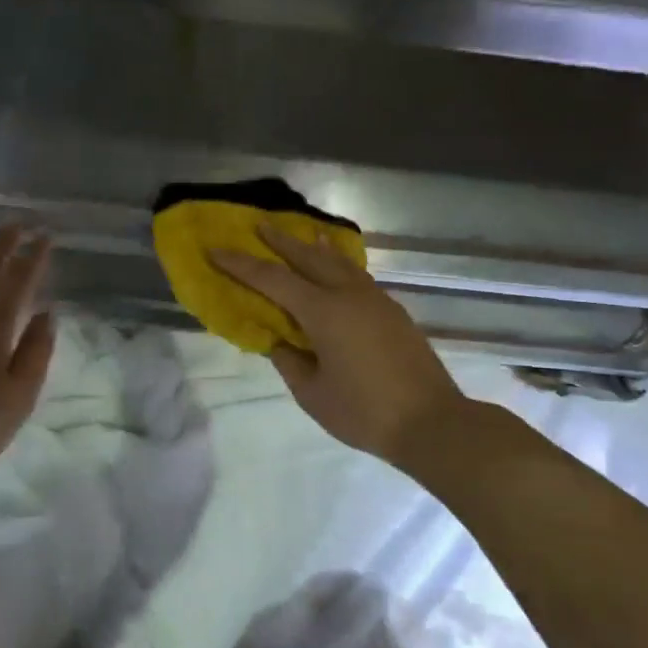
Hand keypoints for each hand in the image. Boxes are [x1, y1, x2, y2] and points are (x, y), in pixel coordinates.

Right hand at [210, 227, 466, 465]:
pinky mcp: (392, 311)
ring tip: (303, 236)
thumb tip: (279, 340)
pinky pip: (357, 276)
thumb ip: (290, 361)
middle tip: (260, 225)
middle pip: (308, 257)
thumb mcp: (312, 394)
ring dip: (315, 248)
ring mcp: (375, 299)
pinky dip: (339, 265)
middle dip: (281, 241)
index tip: (216, 249)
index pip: (272, 280)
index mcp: (324, 311)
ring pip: (338, 262)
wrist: (432, 422)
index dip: (241, 265)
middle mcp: (349, 294)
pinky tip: (337, 270)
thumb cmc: (364, 412)